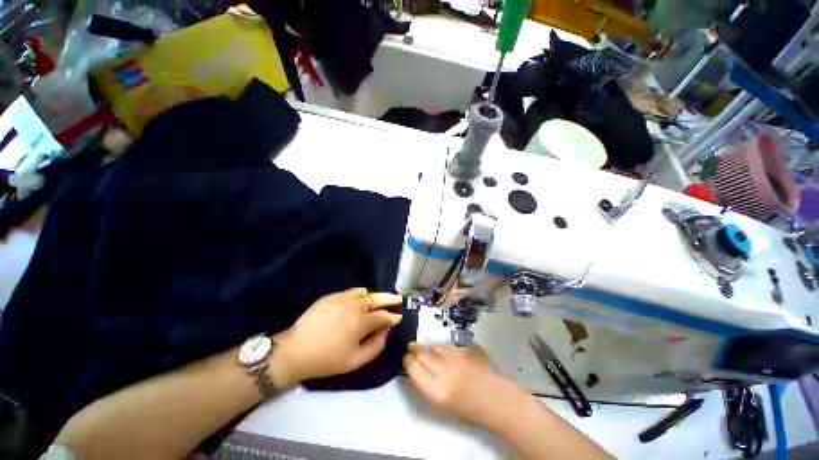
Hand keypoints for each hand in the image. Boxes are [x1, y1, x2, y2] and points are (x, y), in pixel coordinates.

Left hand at [274, 288, 402, 385]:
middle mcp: (354, 305)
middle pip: (377, 298)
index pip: (383, 316)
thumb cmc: (327, 360)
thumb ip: (376, 345)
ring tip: (379, 299)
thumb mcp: (355, 361)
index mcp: (361, 322)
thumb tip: (386, 330)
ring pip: (365, 292)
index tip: (398, 317)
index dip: (393, 317)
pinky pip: (351, 291)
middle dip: (390, 298)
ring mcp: (342, 298)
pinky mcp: (332, 295)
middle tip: (398, 298)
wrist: (296, 350)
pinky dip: (360, 294)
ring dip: (375, 295)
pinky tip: (360, 300)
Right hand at [403, 343, 527, 429]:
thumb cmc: (470, 410)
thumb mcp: (443, 405)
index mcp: (437, 391)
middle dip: (414, 349)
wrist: (497, 400)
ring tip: (423, 348)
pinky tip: (441, 350)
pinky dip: (441, 347)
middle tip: (410, 347)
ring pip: (435, 346)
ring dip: (427, 347)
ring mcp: (456, 357)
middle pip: (422, 353)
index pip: (414, 368)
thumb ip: (428, 385)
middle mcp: (445, 371)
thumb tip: (416, 369)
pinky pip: (447, 346)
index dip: (408, 361)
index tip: (406, 359)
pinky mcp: (466, 350)